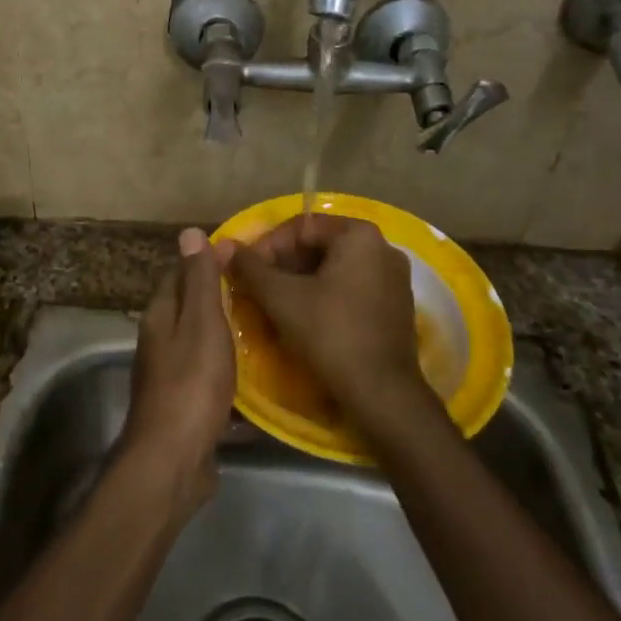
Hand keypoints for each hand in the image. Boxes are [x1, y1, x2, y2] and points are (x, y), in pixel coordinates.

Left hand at [122, 228, 236, 508]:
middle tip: (262, 288)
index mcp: (160, 316)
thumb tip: (188, 232)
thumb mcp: (201, 323)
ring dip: (226, 333)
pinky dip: (229, 370)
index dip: (207, 260)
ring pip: (200, 343)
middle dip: (220, 296)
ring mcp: (170, 376)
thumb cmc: (191, 384)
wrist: (173, 461)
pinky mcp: (185, 407)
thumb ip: (199, 281)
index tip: (244, 252)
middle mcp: (160, 342)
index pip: (181, 273)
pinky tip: (256, 375)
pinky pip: (210, 377)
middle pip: (190, 308)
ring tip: (266, 325)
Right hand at [227, 214, 424, 422]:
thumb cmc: (329, 334)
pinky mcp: (396, 306)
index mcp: (359, 235)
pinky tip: (305, 318)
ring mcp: (394, 278)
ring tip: (275, 304)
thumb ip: (250, 268)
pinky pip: (352, 288)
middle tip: (257, 288)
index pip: (301, 227)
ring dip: (301, 281)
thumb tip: (224, 246)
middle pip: (320, 245)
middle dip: (284, 265)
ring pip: (335, 268)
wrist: (382, 393)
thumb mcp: (281, 298)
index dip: (266, 247)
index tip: (245, 271)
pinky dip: (325, 296)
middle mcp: (383, 247)